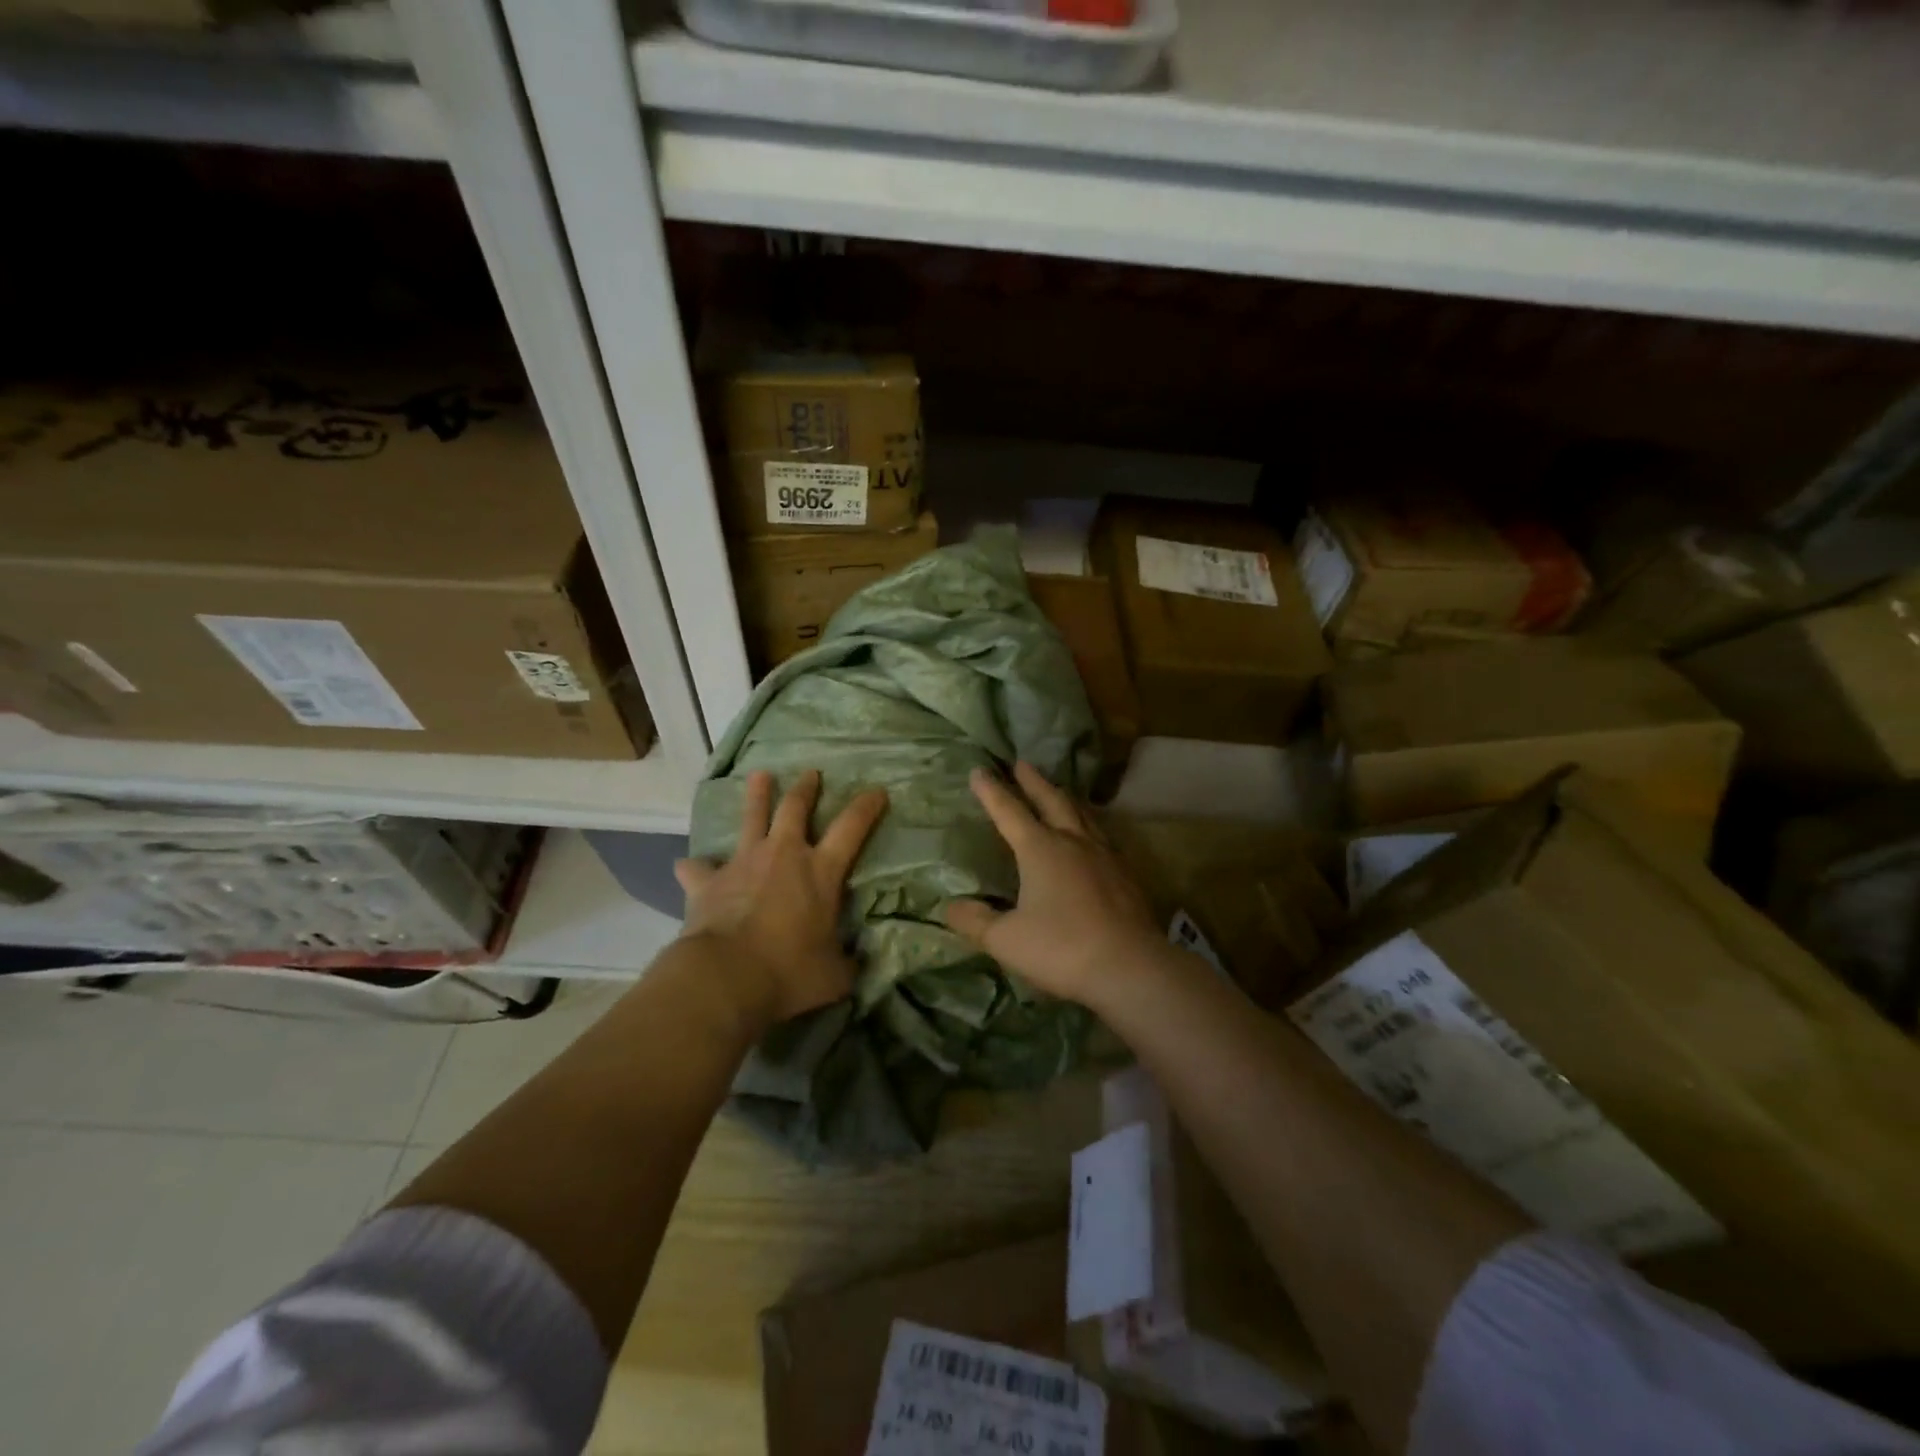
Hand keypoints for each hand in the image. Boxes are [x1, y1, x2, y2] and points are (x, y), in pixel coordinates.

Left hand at [674, 769, 887, 1025]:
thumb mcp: (834, 975)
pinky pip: (698, 869)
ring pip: (751, 818)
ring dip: (757, 795)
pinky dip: (695, 868)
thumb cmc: (788, 972)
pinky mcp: (707, 881)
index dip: (866, 807)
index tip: (876, 791)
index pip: (852, 828)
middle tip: (810, 773)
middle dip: (806, 789)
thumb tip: (855, 963)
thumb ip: (846, 963)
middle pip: (795, 809)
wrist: (725, 977)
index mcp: (820, 872)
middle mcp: (783, 855)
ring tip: (759, 775)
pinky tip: (687, 867)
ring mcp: (743, 863)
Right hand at [944, 761, 1161, 1006]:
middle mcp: (1072, 842)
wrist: (1130, 967)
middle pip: (1052, 800)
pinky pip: (1102, 836)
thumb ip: (975, 921)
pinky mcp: (1125, 874)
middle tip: (1022, 763)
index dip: (992, 792)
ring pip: (1082, 815)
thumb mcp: (1006, 940)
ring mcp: (1104, 855)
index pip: (1009, 812)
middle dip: (1033, 781)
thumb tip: (951, 906)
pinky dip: (1089, 825)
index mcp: (1040, 849)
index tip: (979, 770)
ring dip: (1064, 798)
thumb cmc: (1061, 948)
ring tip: (1058, 791)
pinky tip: (1091, 837)